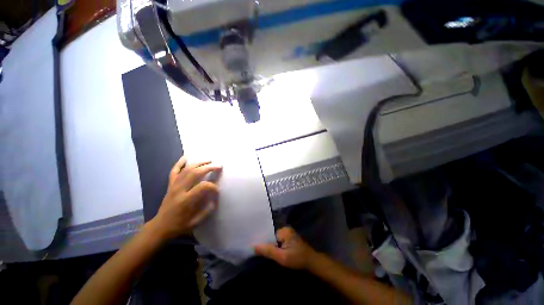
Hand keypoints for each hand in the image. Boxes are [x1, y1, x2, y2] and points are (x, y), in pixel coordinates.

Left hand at [149, 156, 221, 238]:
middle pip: (195, 173)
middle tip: (219, 166)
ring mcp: (173, 186)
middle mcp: (179, 190)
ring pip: (186, 169)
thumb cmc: (179, 225)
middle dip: (209, 168)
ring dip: (199, 163)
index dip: (213, 186)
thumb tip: (215, 198)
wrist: (160, 226)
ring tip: (209, 160)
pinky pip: (174, 171)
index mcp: (186, 200)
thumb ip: (207, 209)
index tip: (217, 190)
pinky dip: (179, 163)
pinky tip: (186, 157)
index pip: (203, 186)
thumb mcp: (196, 222)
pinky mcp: (170, 185)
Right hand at [254, 227, 316, 269]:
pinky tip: (272, 253)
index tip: (254, 248)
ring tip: (263, 253)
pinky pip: (279, 241)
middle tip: (258, 253)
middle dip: (266, 244)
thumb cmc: (298, 259)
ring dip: (271, 246)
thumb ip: (268, 251)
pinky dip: (275, 246)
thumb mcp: (282, 257)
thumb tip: (253, 246)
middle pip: (271, 236)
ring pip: (274, 239)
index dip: (262, 242)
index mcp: (284, 230)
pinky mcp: (289, 238)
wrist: (312, 262)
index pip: (269, 234)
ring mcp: (288, 233)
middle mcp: (285, 229)